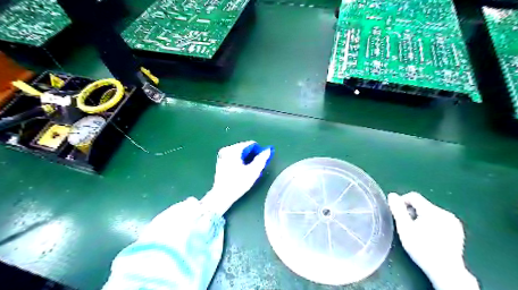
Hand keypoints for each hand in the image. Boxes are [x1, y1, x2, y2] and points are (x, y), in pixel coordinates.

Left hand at [202, 142, 274, 215]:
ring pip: (240, 153)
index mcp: (234, 149)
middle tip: (256, 167)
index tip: (261, 161)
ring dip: (246, 159)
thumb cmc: (238, 183)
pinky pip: (234, 157)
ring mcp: (222, 155)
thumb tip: (268, 150)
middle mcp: (227, 149)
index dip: (259, 151)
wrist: (222, 195)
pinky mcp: (221, 161)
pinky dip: (240, 161)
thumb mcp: (253, 171)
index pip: (251, 144)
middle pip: (245, 148)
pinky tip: (241, 171)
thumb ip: (262, 159)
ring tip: (249, 170)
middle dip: (252, 155)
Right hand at [389, 191, 476, 288]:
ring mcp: (453, 222)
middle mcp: (445, 213)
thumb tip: (392, 195)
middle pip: (422, 204)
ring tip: (417, 232)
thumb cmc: (421, 248)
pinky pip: (439, 219)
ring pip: (430, 212)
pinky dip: (431, 223)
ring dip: (421, 217)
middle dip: (412, 211)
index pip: (413, 196)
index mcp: (432, 211)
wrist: (445, 270)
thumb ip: (398, 210)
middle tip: (407, 225)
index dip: (402, 202)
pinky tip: (429, 236)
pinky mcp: (457, 230)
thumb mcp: (405, 228)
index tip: (398, 214)